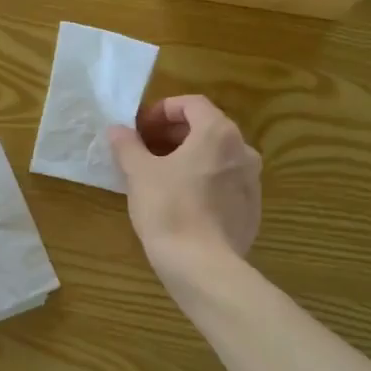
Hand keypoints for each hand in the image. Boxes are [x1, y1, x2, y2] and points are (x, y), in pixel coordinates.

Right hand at [108, 95, 261, 273]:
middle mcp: (243, 150)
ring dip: (190, 158)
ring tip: (162, 176)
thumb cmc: (168, 209)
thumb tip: (118, 130)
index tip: (141, 128)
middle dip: (175, 135)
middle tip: (146, 150)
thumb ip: (128, 145)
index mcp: (218, 133)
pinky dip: (204, 182)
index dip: (163, 110)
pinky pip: (225, 184)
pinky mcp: (252, 210)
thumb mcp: (138, 173)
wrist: (202, 266)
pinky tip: (182, 202)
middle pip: (207, 129)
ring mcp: (252, 182)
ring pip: (217, 157)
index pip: (192, 104)